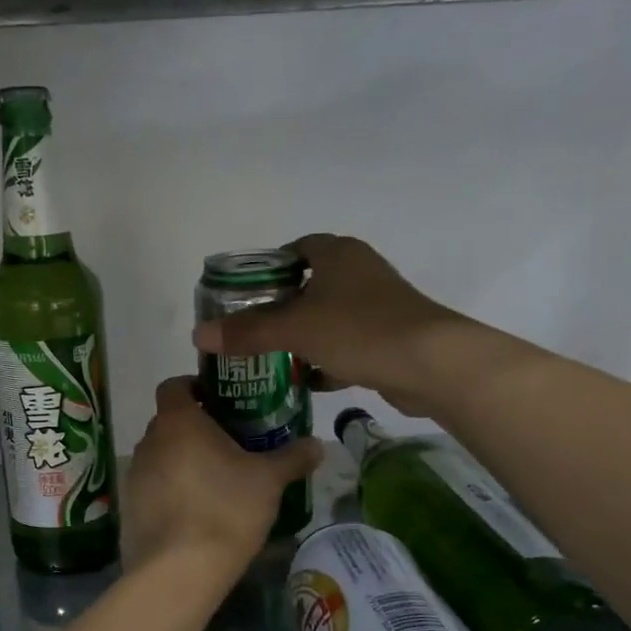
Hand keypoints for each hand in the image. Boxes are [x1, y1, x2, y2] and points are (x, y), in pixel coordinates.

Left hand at [125, 376, 321, 570]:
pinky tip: (196, 512)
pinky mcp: (128, 507)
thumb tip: (318, 444)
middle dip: (196, 428)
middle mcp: (149, 441)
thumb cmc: (225, 509)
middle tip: (229, 443)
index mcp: (177, 421)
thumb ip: (292, 457)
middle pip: (169, 422)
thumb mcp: (268, 481)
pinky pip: (152, 487)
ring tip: (215, 480)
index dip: (195, 387)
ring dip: (182, 460)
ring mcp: (134, 475)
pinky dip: (171, 490)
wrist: (178, 570)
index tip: (220, 402)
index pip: (174, 385)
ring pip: (161, 455)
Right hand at [192, 234, 460, 414]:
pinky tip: (306, 381)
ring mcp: (377, 307)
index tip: (243, 294)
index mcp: (338, 255)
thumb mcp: (295, 329)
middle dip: (281, 308)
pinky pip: (347, 345)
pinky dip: (327, 361)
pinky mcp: (389, 339)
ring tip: (270, 358)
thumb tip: (198, 335)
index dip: (268, 268)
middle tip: (249, 330)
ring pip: (328, 318)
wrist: (433, 364)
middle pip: (310, 286)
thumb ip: (247, 331)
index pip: (295, 249)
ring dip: (303, 337)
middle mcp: (359, 273)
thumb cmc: (359, 330)